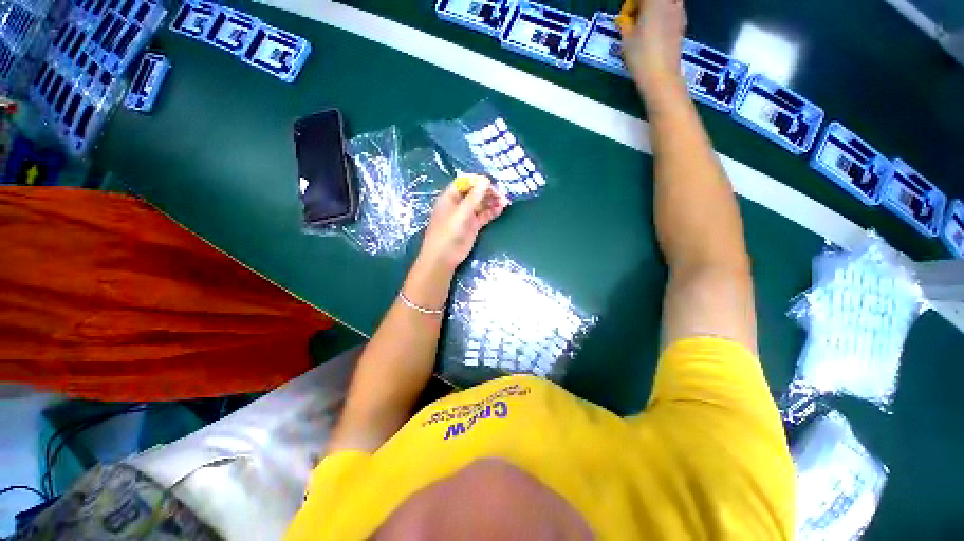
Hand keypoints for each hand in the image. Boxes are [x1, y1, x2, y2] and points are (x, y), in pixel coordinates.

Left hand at [418, 176, 508, 273]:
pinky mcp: (473, 226)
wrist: (443, 258)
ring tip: (504, 202)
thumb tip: (485, 180)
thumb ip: (473, 198)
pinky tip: (500, 209)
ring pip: (481, 204)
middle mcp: (458, 204)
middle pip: (475, 192)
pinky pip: (484, 215)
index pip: (464, 182)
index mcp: (450, 197)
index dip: (477, 181)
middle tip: (501, 194)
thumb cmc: (447, 233)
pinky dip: (492, 212)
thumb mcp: (460, 214)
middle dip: (488, 192)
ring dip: (492, 201)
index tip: (491, 183)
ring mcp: (466, 215)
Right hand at [618, 0, 687, 91]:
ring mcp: (679, 12)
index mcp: (654, 1)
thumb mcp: (626, 39)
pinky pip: (674, 9)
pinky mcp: (682, 24)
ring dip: (656, 8)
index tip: (626, 15)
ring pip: (668, 2)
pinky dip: (664, 14)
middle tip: (635, 17)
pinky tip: (656, 30)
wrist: (661, 75)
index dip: (632, 4)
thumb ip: (627, 22)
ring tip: (646, 23)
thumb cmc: (641, 56)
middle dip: (644, 5)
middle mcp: (670, 2)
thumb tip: (629, 17)